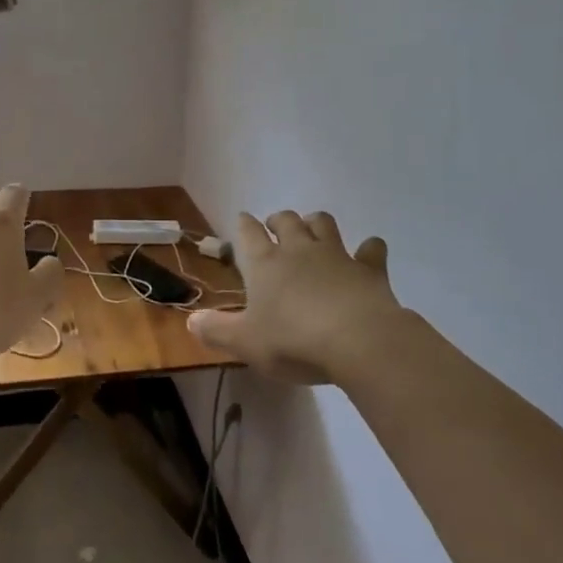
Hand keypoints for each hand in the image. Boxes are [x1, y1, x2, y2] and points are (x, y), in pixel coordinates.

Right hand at [188, 211, 407, 384]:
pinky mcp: (369, 269)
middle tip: (276, 228)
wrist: (358, 341)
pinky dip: (369, 249)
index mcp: (265, 263)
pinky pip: (371, 249)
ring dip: (316, 223)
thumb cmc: (293, 340)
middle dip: (279, 220)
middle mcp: (299, 250)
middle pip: (287, 220)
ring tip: (313, 230)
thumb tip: (191, 321)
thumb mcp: (245, 342)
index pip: (249, 232)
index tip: (243, 219)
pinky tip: (368, 253)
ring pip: (324, 223)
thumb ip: (216, 330)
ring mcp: (336, 255)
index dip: (244, 224)